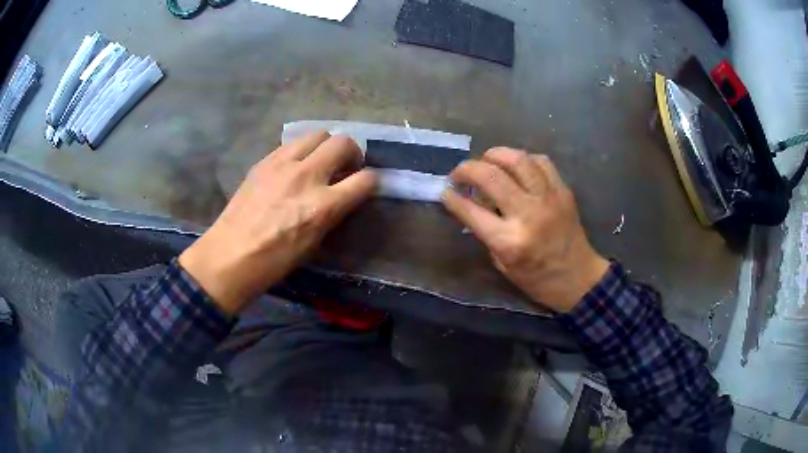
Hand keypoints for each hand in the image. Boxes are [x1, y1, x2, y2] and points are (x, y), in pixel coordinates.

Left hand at [179, 131, 377, 313]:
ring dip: (326, 145)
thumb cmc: (274, 260)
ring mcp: (282, 164)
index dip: (373, 181)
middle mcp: (306, 177)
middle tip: (344, 167)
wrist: (230, 254)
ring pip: (318, 134)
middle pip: (343, 142)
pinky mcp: (264, 161)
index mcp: (322, 206)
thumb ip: (333, 213)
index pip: (365, 179)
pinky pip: (291, 144)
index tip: (366, 185)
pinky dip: (301, 150)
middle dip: (352, 153)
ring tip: (319, 161)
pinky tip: (293, 166)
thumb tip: (342, 196)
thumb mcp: (314, 242)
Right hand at [442, 148, 608, 312]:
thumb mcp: (502, 263)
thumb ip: (485, 231)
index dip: (452, 197)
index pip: (471, 210)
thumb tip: (470, 202)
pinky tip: (516, 167)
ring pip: (518, 159)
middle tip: (459, 173)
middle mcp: (529, 214)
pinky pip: (541, 161)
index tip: (445, 190)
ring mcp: (549, 198)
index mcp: (509, 241)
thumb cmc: (536, 278)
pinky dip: (523, 159)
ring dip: (495, 155)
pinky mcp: (563, 191)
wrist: (578, 278)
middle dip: (467, 169)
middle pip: (491, 176)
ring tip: (486, 161)